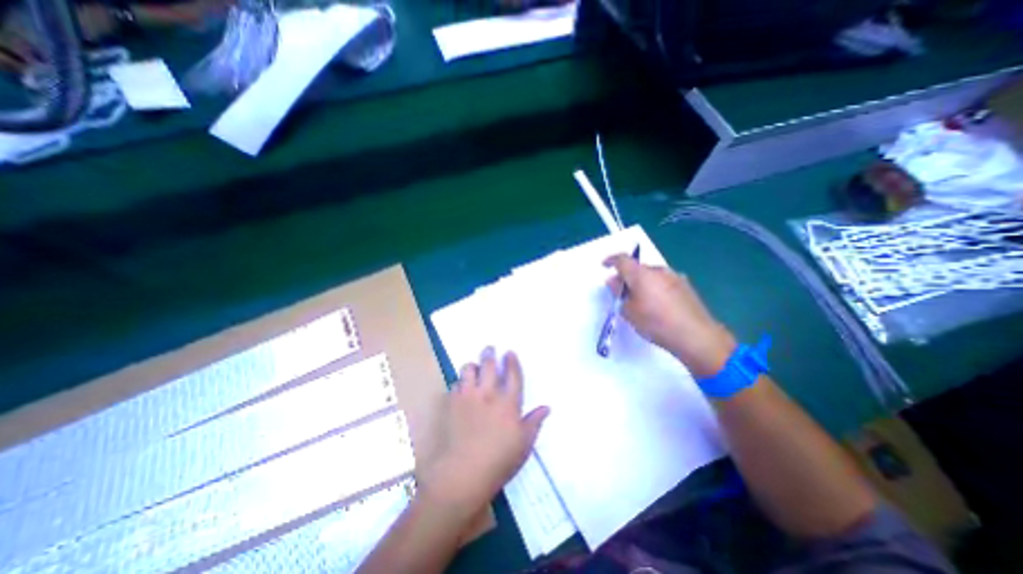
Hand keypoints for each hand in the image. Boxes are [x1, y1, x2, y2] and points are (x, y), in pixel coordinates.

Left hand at [421, 348, 551, 518]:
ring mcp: (468, 397)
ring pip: (468, 369)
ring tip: (473, 366)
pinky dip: (459, 382)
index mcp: (508, 402)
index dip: (512, 361)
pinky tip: (461, 387)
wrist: (463, 473)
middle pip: (489, 365)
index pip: (512, 375)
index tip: (509, 352)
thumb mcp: (524, 444)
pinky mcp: (452, 403)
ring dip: (472, 365)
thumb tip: (546, 407)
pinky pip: (455, 384)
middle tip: (489, 348)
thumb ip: (534, 422)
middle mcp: (488, 393)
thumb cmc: (499, 460)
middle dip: (489, 354)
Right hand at [601, 254, 740, 379]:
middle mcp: (658, 270)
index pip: (622, 259)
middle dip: (627, 276)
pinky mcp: (686, 286)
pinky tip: (657, 305)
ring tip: (639, 301)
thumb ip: (619, 293)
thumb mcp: (629, 311)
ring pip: (651, 275)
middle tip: (621, 292)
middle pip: (637, 267)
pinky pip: (663, 281)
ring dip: (642, 283)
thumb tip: (614, 281)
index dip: (611, 260)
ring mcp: (675, 277)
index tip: (604, 266)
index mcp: (641, 274)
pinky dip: (655, 288)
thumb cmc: (655, 323)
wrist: (695, 336)